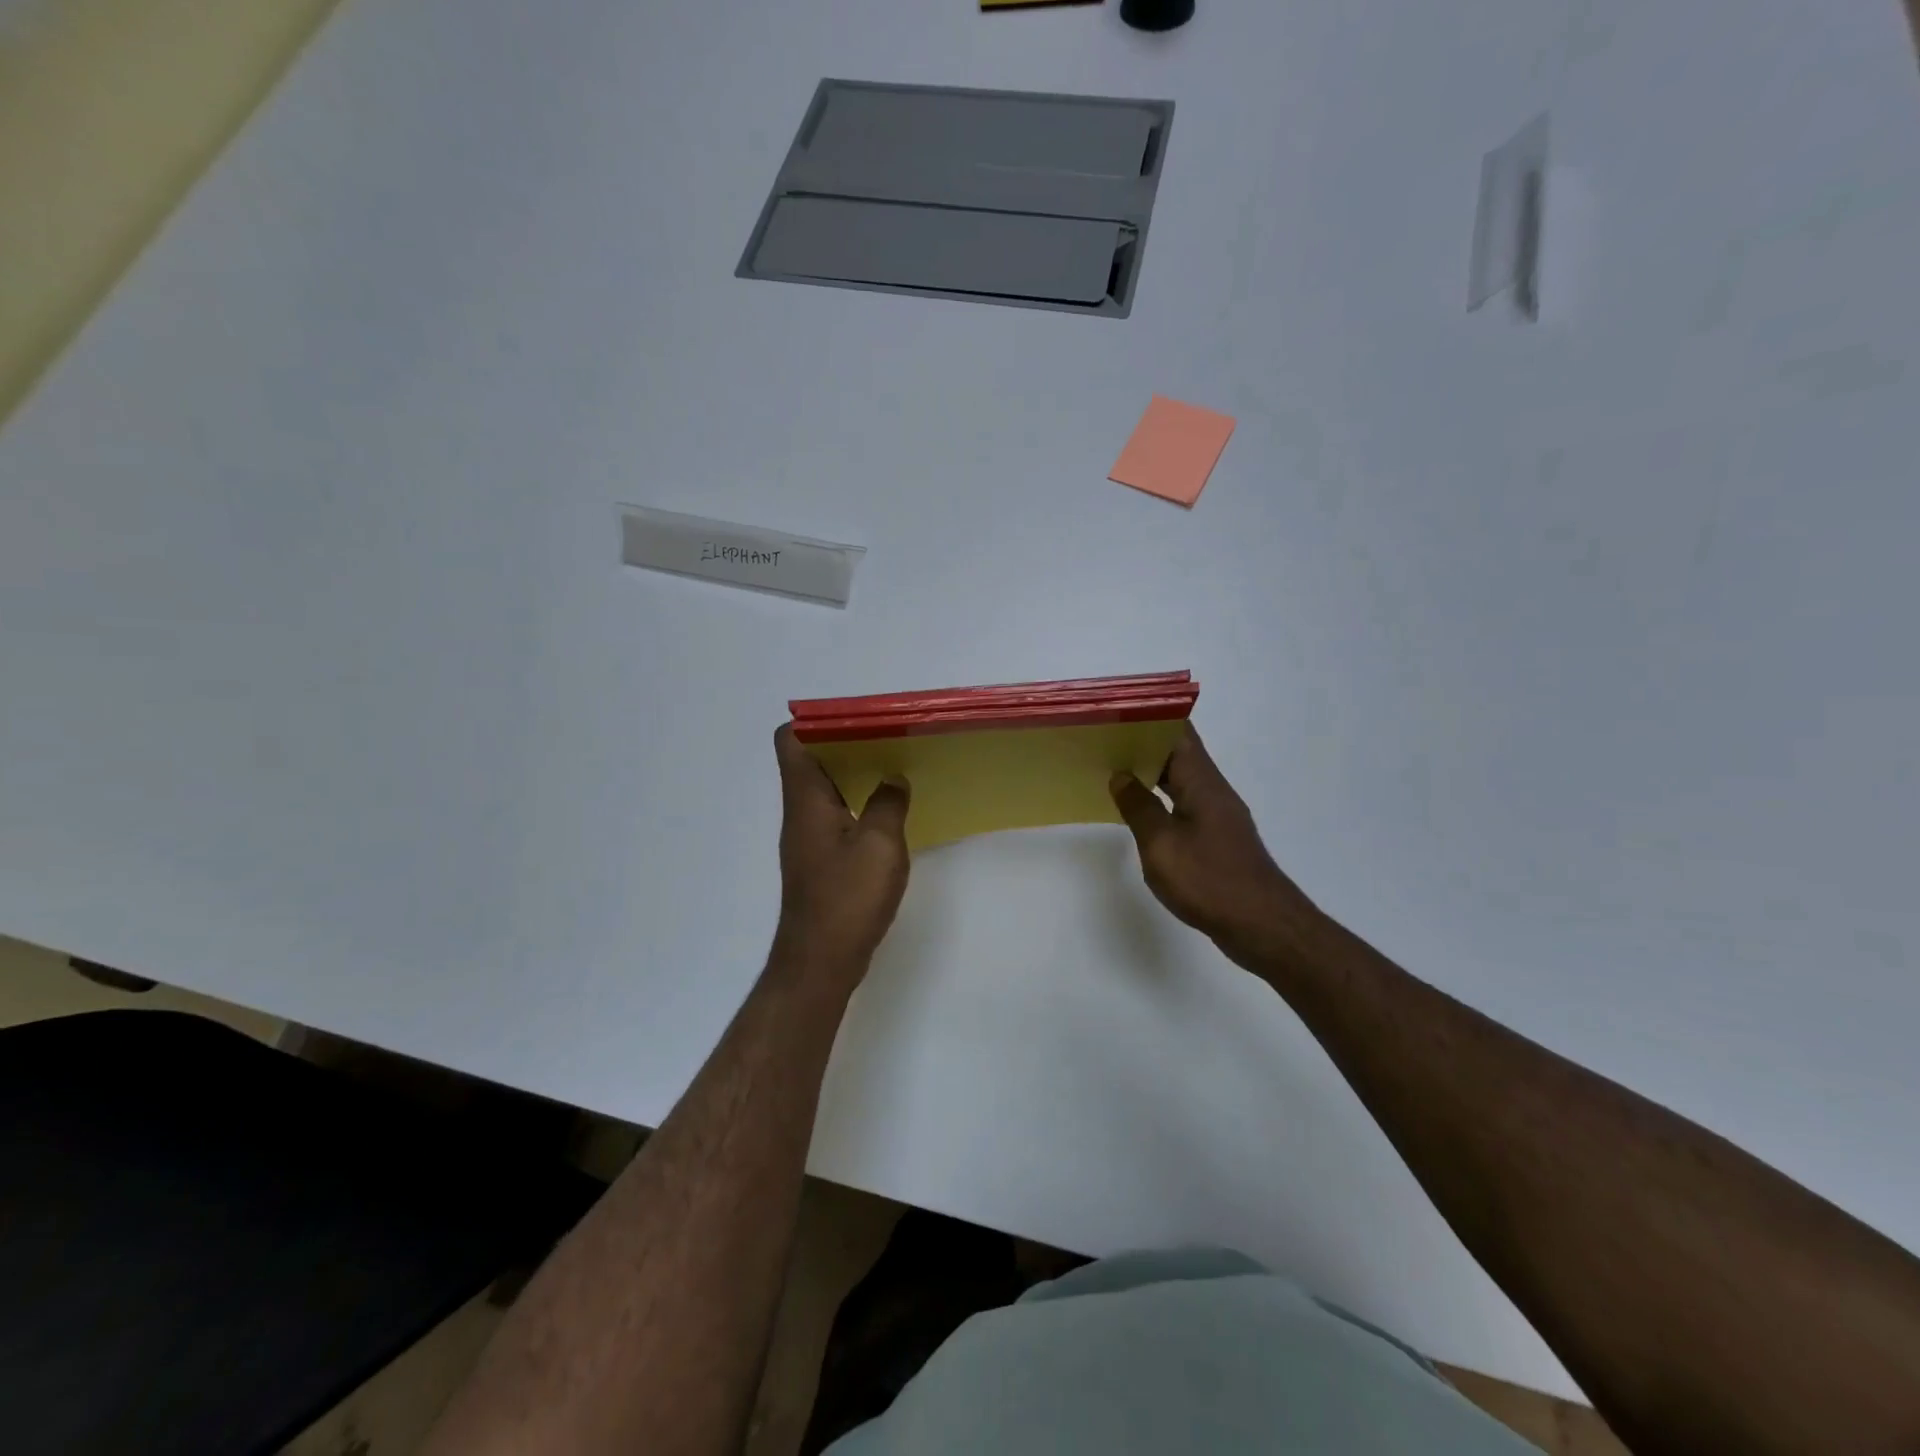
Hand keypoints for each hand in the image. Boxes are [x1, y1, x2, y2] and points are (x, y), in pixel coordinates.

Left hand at [772, 724, 910, 982]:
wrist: (820, 961)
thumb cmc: (847, 898)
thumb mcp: (880, 845)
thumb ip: (888, 804)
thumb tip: (893, 778)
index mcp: (806, 799)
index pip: (791, 740)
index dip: (817, 721)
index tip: (858, 718)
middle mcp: (800, 812)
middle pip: (811, 761)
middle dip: (847, 743)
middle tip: (888, 738)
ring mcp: (808, 838)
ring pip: (826, 789)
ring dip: (855, 774)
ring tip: (895, 766)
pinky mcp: (820, 861)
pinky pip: (836, 815)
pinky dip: (858, 803)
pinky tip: (889, 812)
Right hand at [1109, 727, 1320, 968]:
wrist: (1262, 926)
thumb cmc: (1209, 880)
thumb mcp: (1161, 844)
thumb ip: (1138, 807)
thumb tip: (1121, 777)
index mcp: (1202, 783)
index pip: (1178, 733)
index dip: (1150, 717)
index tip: (1117, 711)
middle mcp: (1213, 791)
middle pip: (1178, 753)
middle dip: (1143, 742)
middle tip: (1102, 739)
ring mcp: (1217, 816)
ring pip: (1180, 780)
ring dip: (1150, 772)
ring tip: (1111, 768)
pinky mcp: (1217, 839)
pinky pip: (1183, 805)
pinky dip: (1160, 799)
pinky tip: (1138, 810)